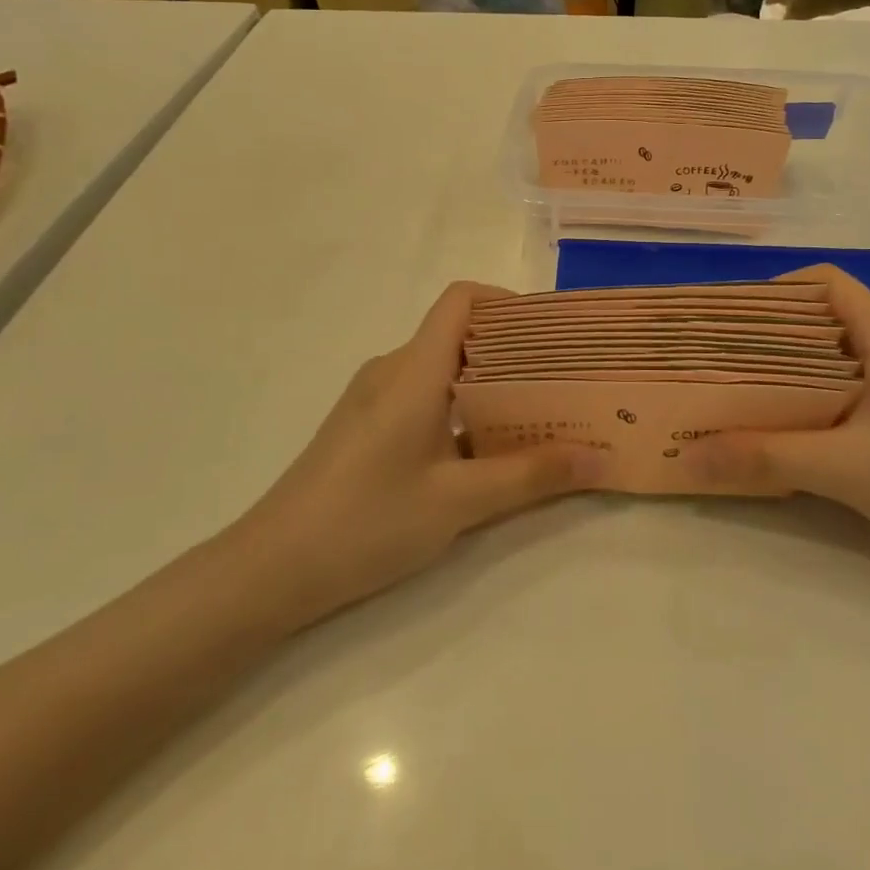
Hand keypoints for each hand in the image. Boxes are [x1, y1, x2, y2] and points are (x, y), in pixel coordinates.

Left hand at [229, 282, 604, 626]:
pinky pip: (423, 396)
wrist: (270, 569)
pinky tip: (484, 451)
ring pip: (442, 370)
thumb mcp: (459, 501)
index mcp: (414, 369)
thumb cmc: (367, 522)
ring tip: (536, 417)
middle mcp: (392, 370)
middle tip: (563, 382)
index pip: (462, 300)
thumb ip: (531, 476)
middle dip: (514, 352)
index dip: (508, 303)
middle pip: (459, 334)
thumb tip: (599, 457)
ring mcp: (374, 398)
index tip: (552, 334)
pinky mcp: (365, 426)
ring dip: (490, 385)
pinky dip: (461, 409)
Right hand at [687, 266, 869, 577]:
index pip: (824, 282)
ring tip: (740, 389)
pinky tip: (786, 423)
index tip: (729, 322)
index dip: (774, 291)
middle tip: (719, 359)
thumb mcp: (845, 469)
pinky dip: (811, 392)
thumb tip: (691, 453)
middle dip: (768, 332)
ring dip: (788, 366)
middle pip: (823, 316)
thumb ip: (765, 457)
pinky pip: (848, 382)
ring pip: (834, 352)